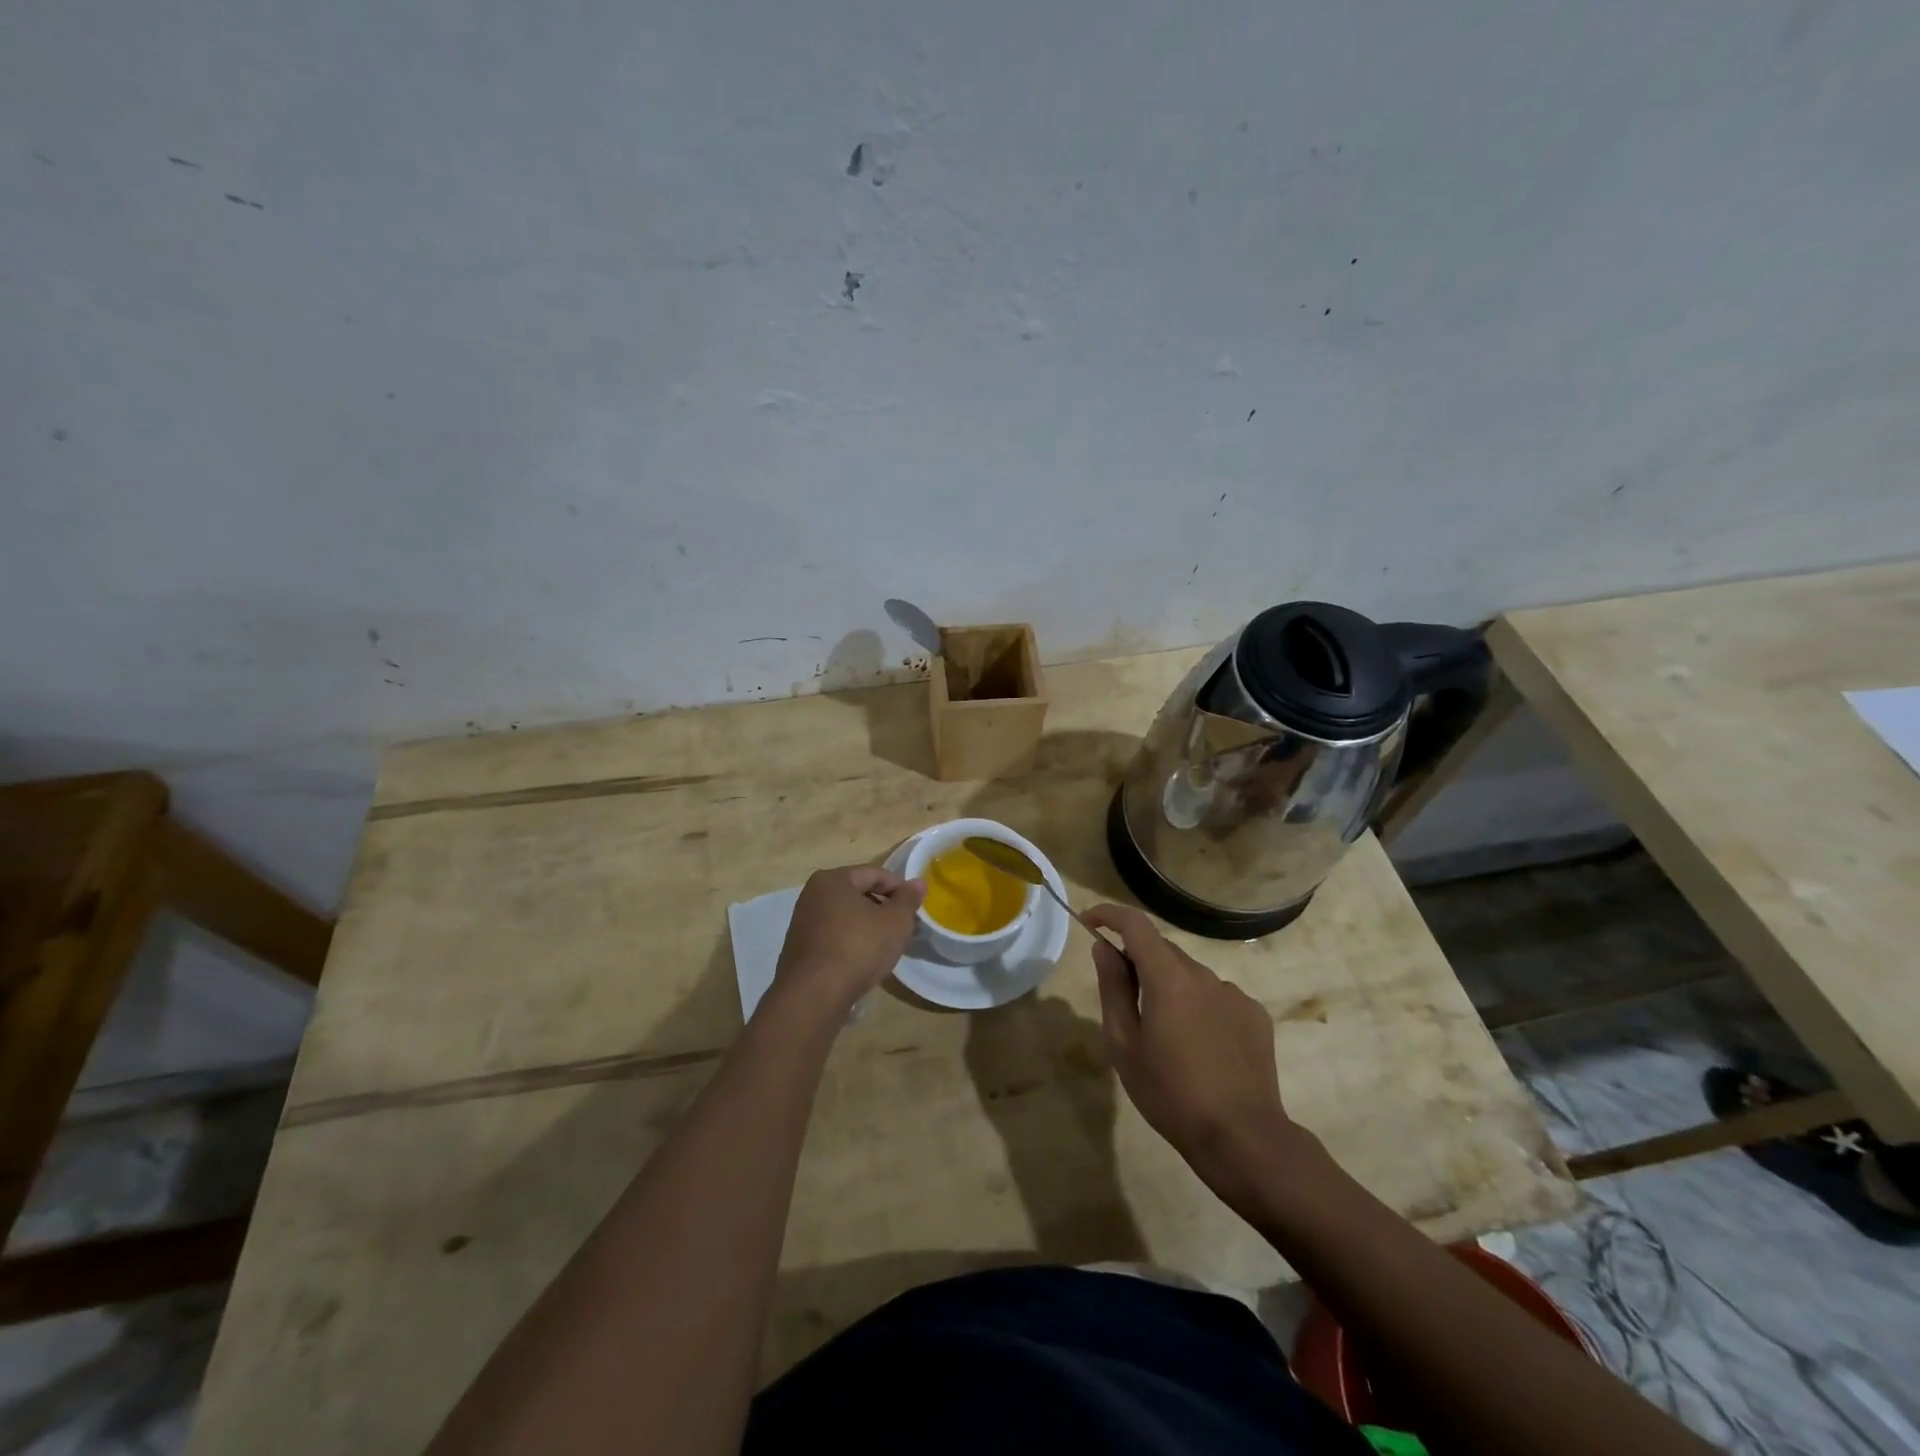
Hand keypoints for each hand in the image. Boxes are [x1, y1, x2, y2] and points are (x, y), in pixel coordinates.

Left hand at [772, 865, 924, 1018]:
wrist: (814, 995)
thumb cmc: (858, 948)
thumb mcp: (895, 921)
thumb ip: (908, 899)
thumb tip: (918, 883)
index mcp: (833, 879)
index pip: (874, 873)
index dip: (899, 888)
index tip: (914, 909)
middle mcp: (812, 894)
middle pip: (858, 893)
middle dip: (883, 908)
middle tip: (903, 928)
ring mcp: (802, 922)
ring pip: (845, 916)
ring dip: (867, 926)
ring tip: (886, 946)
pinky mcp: (800, 949)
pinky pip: (833, 936)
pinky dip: (851, 942)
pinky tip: (863, 961)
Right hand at [1084, 904, 1301, 1201]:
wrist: (1242, 1137)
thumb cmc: (1170, 1093)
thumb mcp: (1124, 1044)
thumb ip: (1112, 988)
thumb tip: (1103, 948)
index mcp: (1169, 977)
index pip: (1136, 924)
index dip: (1109, 915)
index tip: (1090, 923)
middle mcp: (1204, 975)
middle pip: (1163, 951)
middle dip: (1138, 963)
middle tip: (1125, 1002)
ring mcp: (1234, 994)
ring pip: (1190, 976)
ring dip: (1171, 989)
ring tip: (1166, 1037)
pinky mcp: (1255, 1015)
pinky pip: (1216, 997)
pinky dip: (1199, 1008)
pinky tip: (1200, 1048)